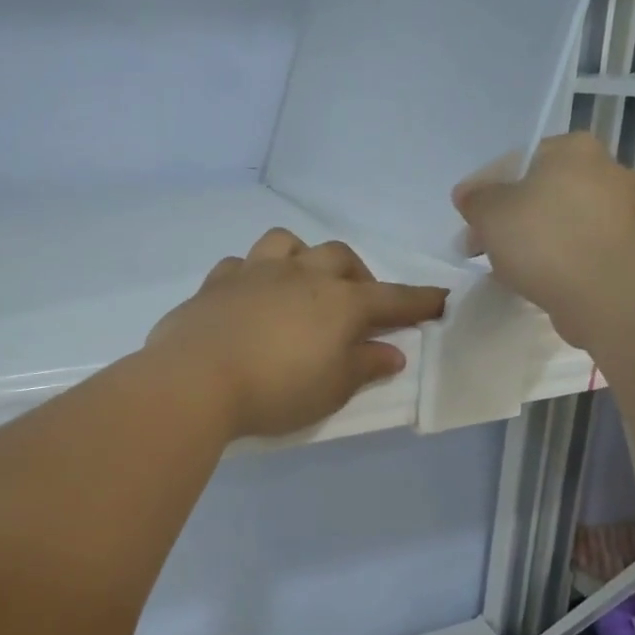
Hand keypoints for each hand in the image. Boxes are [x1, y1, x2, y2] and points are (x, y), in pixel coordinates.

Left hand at [148, 230, 447, 439]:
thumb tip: (391, 353)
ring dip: (303, 258)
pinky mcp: (216, 283)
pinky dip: (254, 275)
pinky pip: (241, 264)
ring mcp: (254, 273)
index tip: (439, 300)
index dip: (418, 301)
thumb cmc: (275, 391)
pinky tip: (250, 296)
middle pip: (339, 258)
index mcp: (338, 303)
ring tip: (302, 284)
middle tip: (358, 304)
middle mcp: (300, 276)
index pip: (390, 298)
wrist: (195, 381)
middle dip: (357, 276)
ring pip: (287, 243)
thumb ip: (363, 367)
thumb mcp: (331, 391)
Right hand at [452, 133, 634, 339]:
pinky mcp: (627, 244)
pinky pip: (578, 242)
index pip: (517, 161)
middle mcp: (606, 168)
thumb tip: (470, 194)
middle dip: (508, 217)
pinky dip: (556, 254)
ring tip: (505, 265)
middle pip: (540, 190)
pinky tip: (536, 275)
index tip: (468, 220)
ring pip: (559, 217)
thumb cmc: (544, 242)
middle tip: (480, 246)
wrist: (605, 296)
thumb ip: (475, 198)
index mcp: (574, 148)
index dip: (485, 191)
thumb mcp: (490, 214)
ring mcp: (622, 208)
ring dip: (531, 236)